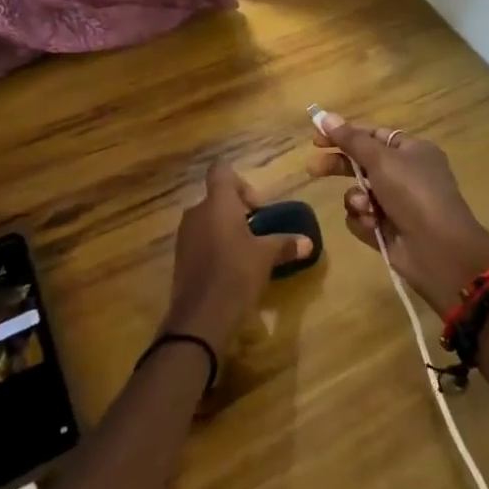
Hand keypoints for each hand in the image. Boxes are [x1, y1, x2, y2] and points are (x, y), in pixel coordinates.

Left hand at [162, 162, 313, 352]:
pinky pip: (200, 240)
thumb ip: (286, 244)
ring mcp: (185, 234)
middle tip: (257, 232)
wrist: (200, 317)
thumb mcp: (266, 257)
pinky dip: (214, 246)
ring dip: (225, 229)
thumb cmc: (236, 273)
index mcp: (217, 202)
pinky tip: (229, 269)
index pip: (221, 171)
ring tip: (245, 252)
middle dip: (237, 211)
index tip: (256, 207)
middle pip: (217, 197)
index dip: (241, 182)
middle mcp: (197, 211)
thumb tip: (309, 242)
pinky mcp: (180, 257)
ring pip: (208, 219)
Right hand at [308, 111, 488, 315]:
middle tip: (314, 169)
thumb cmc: (414, 194)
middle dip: (339, 166)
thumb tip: (325, 116)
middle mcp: (405, 175)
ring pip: (359, 193)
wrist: (440, 252)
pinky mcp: (388, 230)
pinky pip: (363, 218)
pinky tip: (373, 226)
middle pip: (362, 163)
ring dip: (357, 199)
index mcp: (411, 151)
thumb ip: (351, 139)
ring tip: (367, 208)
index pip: (372, 135)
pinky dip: (364, 221)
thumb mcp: (382, 160)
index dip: (345, 135)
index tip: (317, 138)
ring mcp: (397, 204)